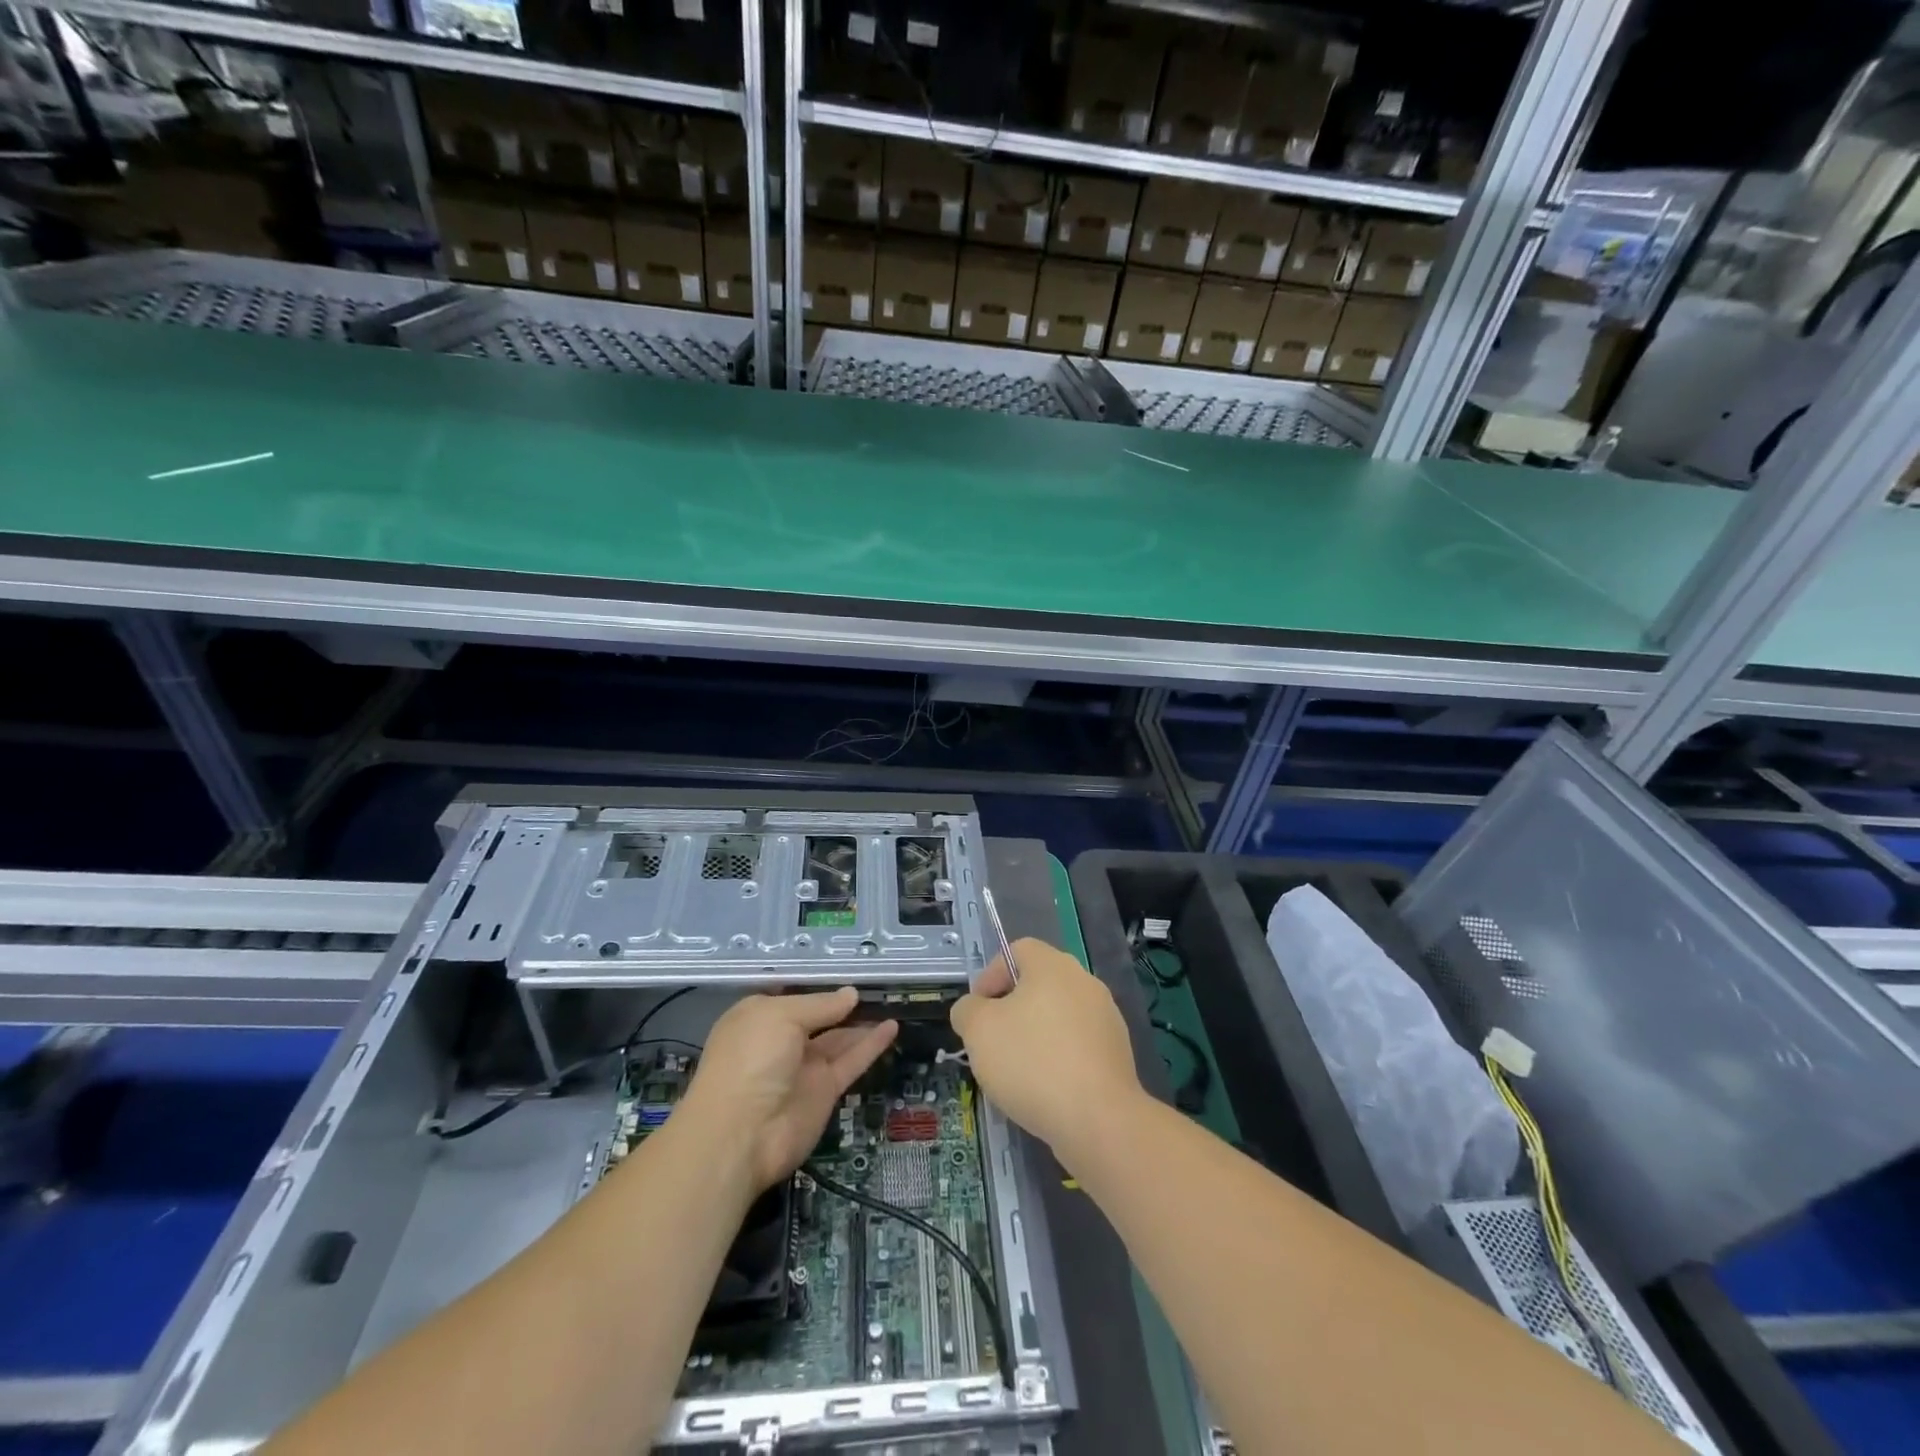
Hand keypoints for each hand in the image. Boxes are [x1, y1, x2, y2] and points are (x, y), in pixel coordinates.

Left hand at [680, 989, 896, 1191]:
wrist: (741, 1135)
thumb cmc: (751, 1059)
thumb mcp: (781, 1017)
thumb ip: (820, 1005)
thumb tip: (851, 994)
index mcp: (759, 1018)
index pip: (792, 996)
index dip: (817, 985)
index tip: (846, 969)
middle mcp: (781, 1041)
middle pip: (818, 1017)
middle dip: (842, 1004)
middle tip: (877, 985)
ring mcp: (803, 1068)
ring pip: (838, 1039)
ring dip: (862, 1023)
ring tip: (891, 1002)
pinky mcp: (824, 1092)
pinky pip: (851, 1061)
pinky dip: (871, 1045)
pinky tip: (892, 1026)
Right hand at [950, 939, 1143, 1164]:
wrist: (1098, 1119)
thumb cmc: (1032, 1062)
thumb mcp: (978, 1030)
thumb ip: (967, 1010)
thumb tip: (973, 1009)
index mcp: (1053, 965)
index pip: (1017, 950)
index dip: (991, 975)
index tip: (977, 1011)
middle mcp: (1084, 981)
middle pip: (1039, 984)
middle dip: (1011, 1009)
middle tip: (992, 1041)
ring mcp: (1106, 1017)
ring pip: (1059, 1016)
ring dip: (1035, 1035)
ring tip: (1016, 1071)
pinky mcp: (1117, 1052)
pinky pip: (1077, 1045)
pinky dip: (1059, 1058)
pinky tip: (1045, 1089)